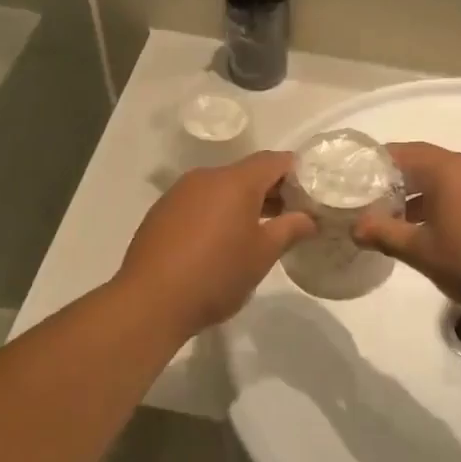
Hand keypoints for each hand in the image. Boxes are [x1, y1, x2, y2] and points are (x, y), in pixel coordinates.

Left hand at [116, 152, 315, 339]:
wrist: (150, 301)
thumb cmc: (216, 274)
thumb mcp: (262, 254)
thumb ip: (290, 229)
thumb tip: (308, 217)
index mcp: (235, 181)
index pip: (274, 161)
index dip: (297, 173)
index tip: (310, 196)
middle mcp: (205, 177)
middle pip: (246, 173)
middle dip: (271, 191)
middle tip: (290, 218)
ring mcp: (178, 194)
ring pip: (220, 189)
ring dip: (242, 204)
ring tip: (256, 234)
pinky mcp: (161, 213)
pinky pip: (198, 203)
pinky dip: (216, 214)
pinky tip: (219, 243)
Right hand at [352, 143, 460, 324]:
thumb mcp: (422, 253)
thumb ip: (385, 234)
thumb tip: (355, 227)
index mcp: (450, 170)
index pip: (405, 152)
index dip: (379, 163)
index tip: (359, 179)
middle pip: (431, 163)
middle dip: (404, 182)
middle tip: (380, 205)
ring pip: (456, 178)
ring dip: (431, 194)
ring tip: (411, 223)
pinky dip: (457, 202)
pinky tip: (450, 231)